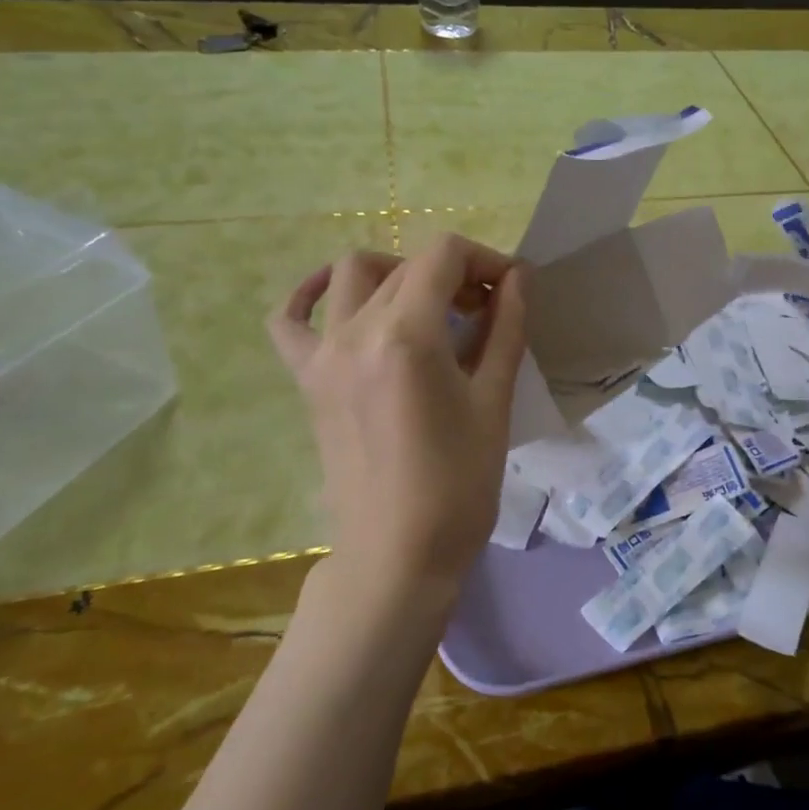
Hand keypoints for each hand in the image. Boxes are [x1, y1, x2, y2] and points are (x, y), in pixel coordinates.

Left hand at [266, 234, 528, 583]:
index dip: (485, 260)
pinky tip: (337, 299)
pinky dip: (311, 295)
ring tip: (428, 308)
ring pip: (352, 275)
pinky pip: (290, 319)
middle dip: (455, 274)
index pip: (444, 256)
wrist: (398, 553)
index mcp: (407, 336)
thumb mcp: (495, 402)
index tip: (511, 290)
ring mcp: (322, 354)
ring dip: (397, 273)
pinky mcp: (307, 380)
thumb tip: (518, 278)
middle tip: (488, 310)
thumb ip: (507, 329)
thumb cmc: (460, 484)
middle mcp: (355, 332)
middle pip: (407, 266)